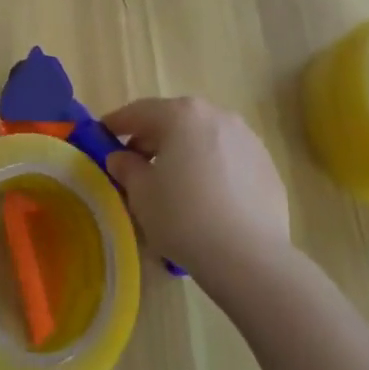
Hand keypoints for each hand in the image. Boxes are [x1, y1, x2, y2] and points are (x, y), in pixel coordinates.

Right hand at [101, 97, 290, 284]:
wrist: (250, 257)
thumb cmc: (184, 218)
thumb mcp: (142, 195)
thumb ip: (127, 168)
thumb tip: (121, 157)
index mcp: (181, 115)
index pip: (139, 111)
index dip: (117, 123)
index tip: (102, 133)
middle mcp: (216, 115)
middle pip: (175, 121)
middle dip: (152, 138)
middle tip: (135, 162)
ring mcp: (246, 138)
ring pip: (204, 138)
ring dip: (185, 152)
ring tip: (174, 182)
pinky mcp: (266, 165)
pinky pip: (229, 159)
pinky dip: (213, 169)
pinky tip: (207, 199)